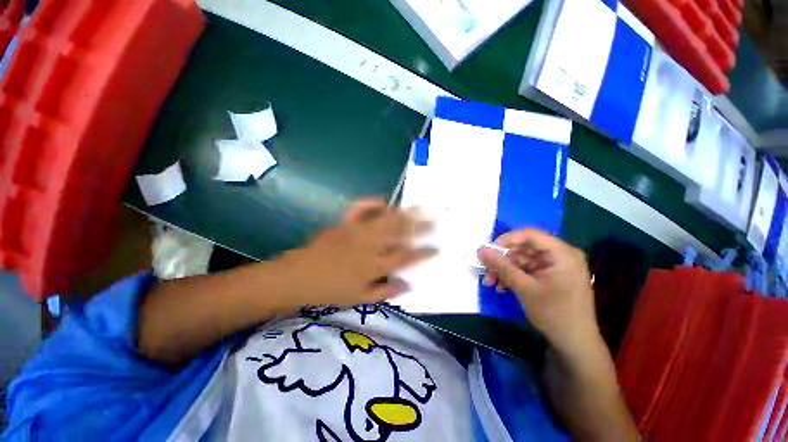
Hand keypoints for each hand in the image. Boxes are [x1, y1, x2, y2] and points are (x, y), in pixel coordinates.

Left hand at [275, 199, 435, 306]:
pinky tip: (384, 200)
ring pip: (386, 219)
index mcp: (374, 266)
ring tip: (420, 206)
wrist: (298, 276)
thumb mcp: (359, 298)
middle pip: (400, 233)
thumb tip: (409, 285)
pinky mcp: (344, 223)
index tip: (438, 248)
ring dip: (405, 212)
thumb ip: (386, 291)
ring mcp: (356, 231)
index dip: (424, 253)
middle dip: (420, 225)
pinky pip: (360, 209)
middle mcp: (369, 245)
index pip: (405, 257)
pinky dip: (372, 203)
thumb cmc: (329, 291)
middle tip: (436, 217)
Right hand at [478, 229, 597, 353]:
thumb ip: (501, 266)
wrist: (575, 344)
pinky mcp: (550, 276)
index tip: (488, 251)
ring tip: (491, 283)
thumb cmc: (554, 314)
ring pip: (522, 260)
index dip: (506, 240)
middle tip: (486, 271)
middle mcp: (560, 255)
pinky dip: (513, 276)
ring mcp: (556, 266)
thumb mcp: (523, 288)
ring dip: (505, 270)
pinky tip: (502, 287)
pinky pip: (527, 270)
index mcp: (562, 253)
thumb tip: (481, 250)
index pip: (530, 235)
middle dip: (502, 260)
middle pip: (524, 248)